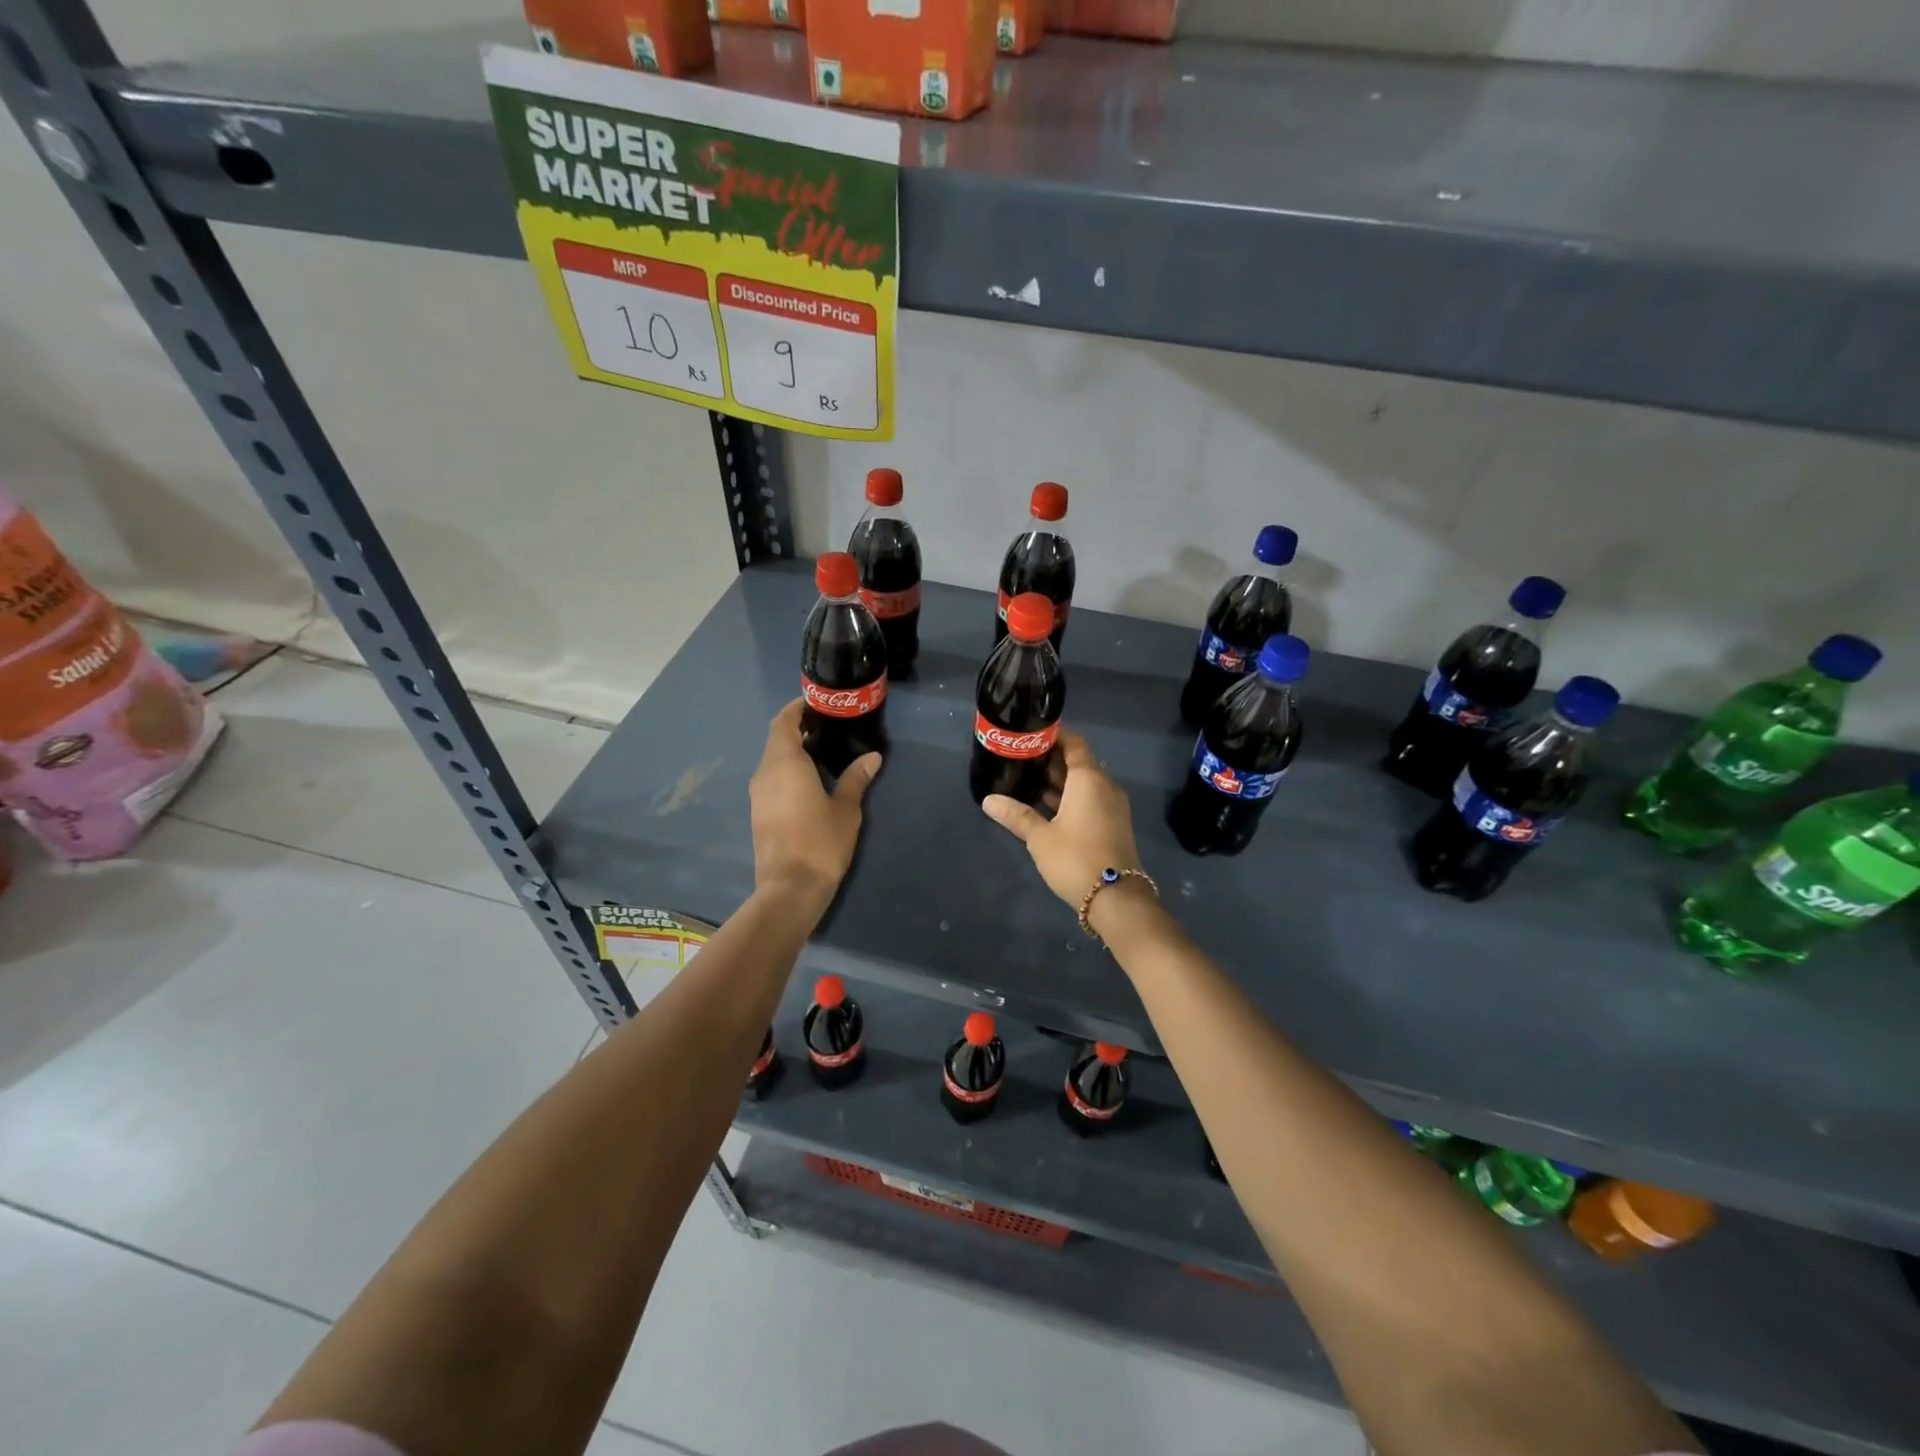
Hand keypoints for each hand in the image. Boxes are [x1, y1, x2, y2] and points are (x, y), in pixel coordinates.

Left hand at [750, 700, 879, 909]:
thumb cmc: (820, 841)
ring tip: (822, 751)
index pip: (784, 722)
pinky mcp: (759, 812)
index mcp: (784, 762)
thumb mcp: (846, 808)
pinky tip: (809, 780)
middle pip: (777, 739)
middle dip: (798, 729)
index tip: (816, 704)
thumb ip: (856, 778)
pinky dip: (787, 770)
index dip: (797, 709)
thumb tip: (872, 757)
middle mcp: (765, 772)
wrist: (790, 887)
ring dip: (792, 750)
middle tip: (827, 726)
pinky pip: (772, 778)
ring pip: (772, 760)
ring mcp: (758, 794)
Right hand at [981, 729, 1141, 906]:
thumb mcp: (1040, 837)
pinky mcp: (1112, 824)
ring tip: (1025, 781)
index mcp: (1089, 779)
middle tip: (1019, 759)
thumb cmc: (1076, 858)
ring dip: (1058, 782)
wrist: (1117, 899)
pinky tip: (1043, 806)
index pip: (1074, 743)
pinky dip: (1068, 798)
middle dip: (1050, 761)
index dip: (1053, 736)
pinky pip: (1088, 800)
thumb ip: (1016, 815)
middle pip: (1077, 763)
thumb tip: (988, 800)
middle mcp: (1104, 786)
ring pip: (1082, 784)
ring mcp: (1111, 806)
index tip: (1029, 735)